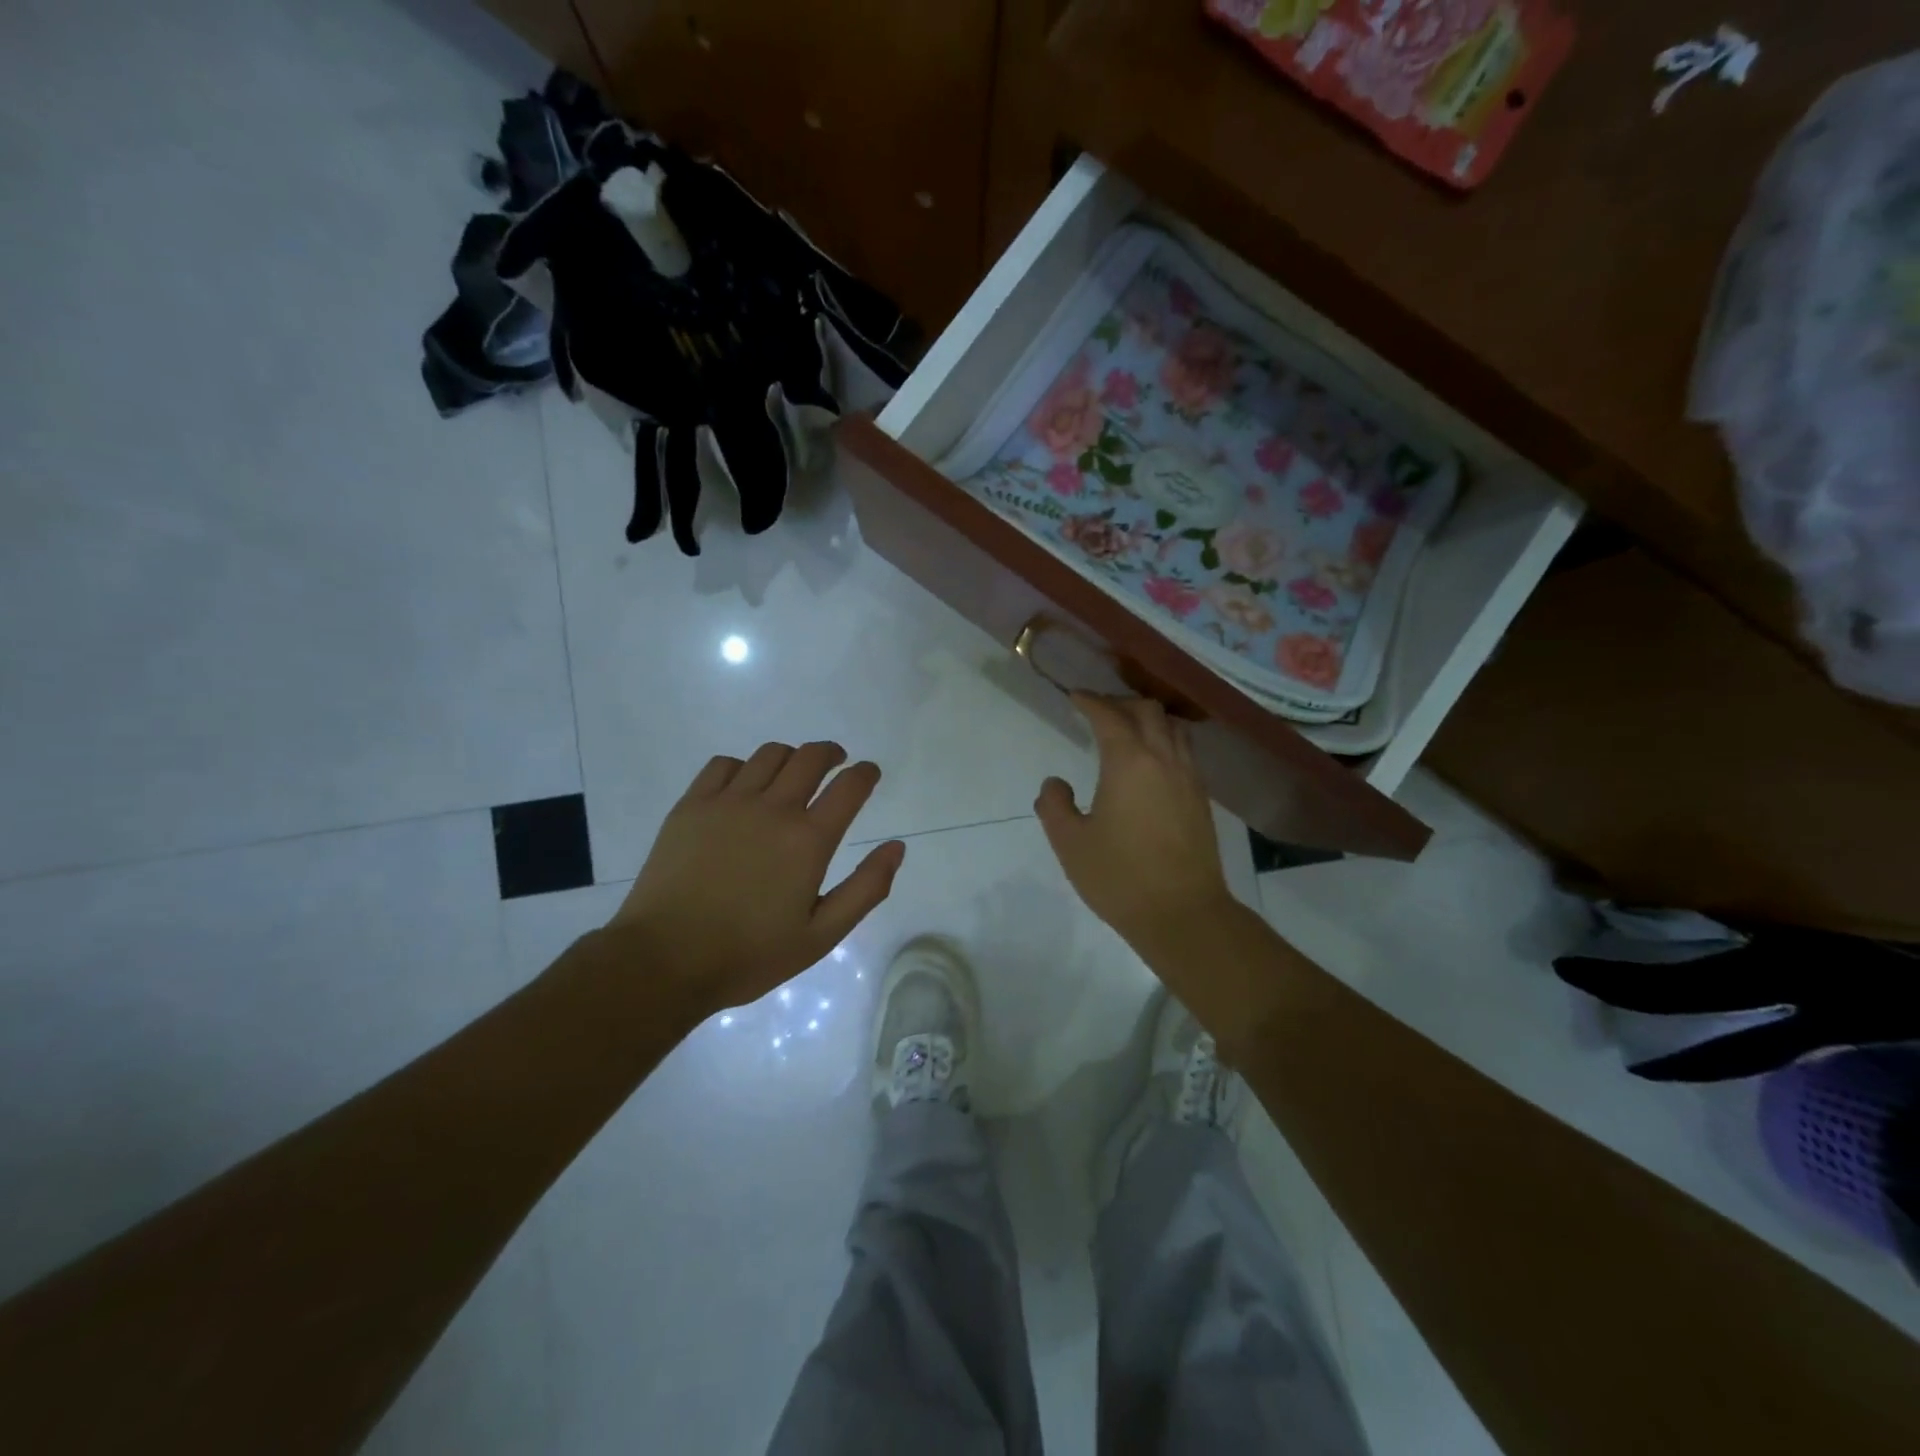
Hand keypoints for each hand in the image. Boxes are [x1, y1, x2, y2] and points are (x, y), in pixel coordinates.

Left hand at [608, 742, 905, 1016]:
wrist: (665, 961)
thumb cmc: (749, 954)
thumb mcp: (821, 936)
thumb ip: (866, 889)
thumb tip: (896, 846)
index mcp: (808, 840)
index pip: (849, 786)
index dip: (865, 774)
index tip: (868, 773)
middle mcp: (773, 808)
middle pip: (811, 757)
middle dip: (831, 754)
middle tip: (835, 763)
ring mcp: (728, 802)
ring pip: (769, 754)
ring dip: (790, 757)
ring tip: (791, 774)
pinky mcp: (691, 805)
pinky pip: (723, 764)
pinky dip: (743, 767)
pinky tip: (743, 787)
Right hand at [1034, 695, 1235, 954]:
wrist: (1182, 914)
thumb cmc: (1120, 876)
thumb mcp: (1070, 843)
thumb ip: (1054, 806)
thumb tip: (1055, 784)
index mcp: (1129, 762)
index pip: (1109, 716)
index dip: (1091, 701)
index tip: (1075, 696)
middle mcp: (1164, 760)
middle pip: (1148, 711)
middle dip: (1121, 702)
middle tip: (1098, 710)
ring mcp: (1189, 778)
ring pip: (1173, 728)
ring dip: (1149, 718)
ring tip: (1128, 729)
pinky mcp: (1201, 800)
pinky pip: (1185, 752)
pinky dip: (1166, 740)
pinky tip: (1153, 763)